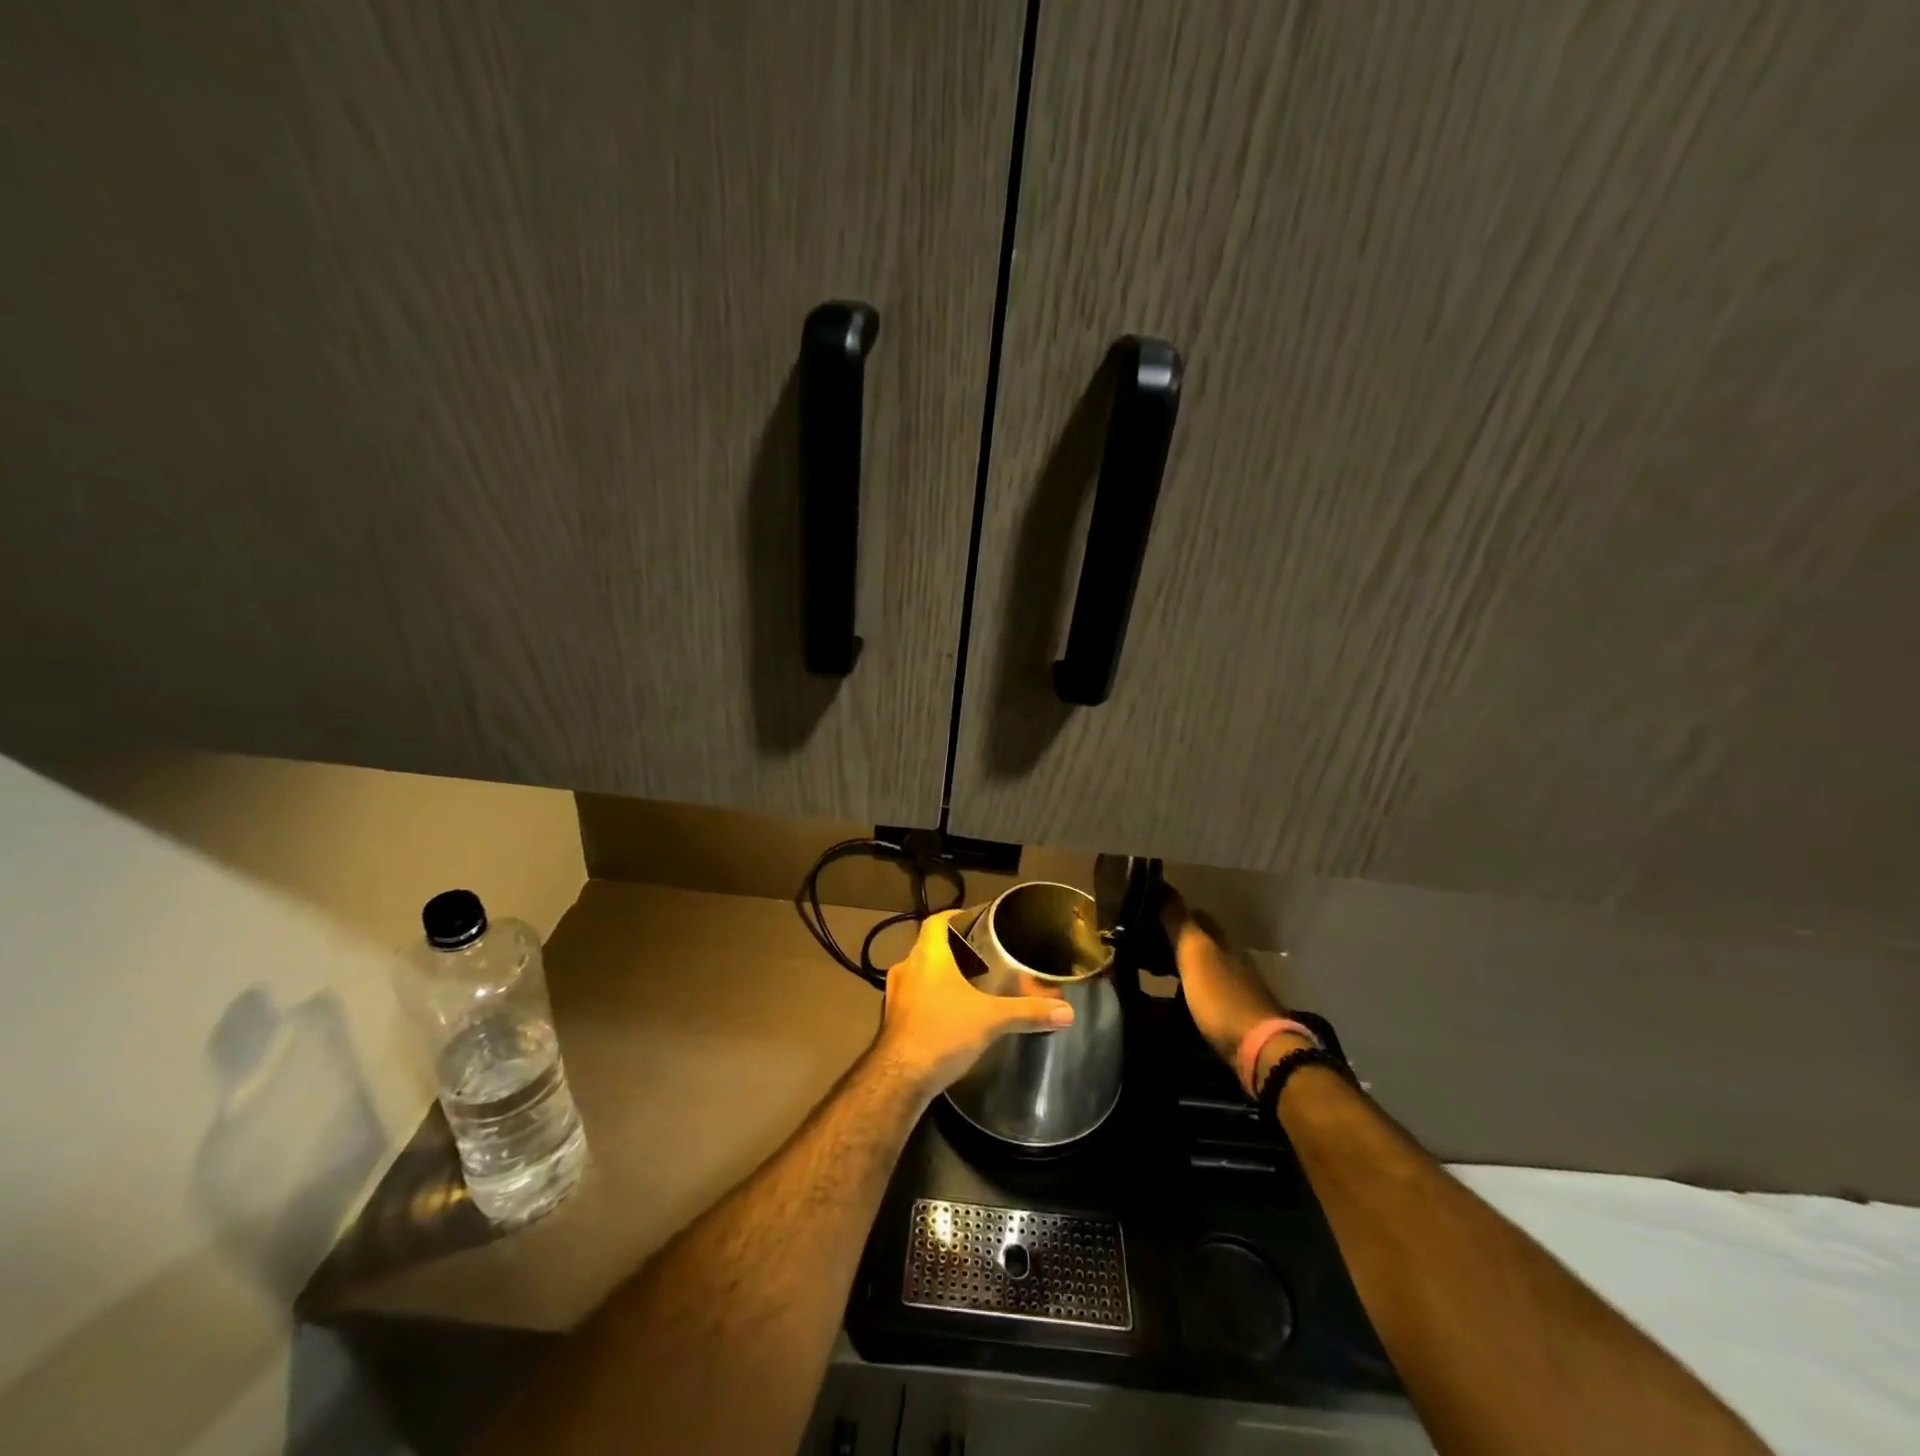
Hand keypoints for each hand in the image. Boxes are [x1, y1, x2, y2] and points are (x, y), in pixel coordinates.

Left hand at [873, 910, 1075, 1094]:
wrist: (899, 1078)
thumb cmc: (943, 1033)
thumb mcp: (991, 1020)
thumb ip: (1028, 1012)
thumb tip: (1067, 1012)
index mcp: (927, 956)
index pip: (936, 921)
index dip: (954, 916)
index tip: (975, 921)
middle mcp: (906, 968)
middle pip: (929, 947)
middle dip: (953, 950)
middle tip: (982, 957)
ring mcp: (895, 994)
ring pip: (920, 973)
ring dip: (940, 976)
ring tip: (970, 985)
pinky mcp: (891, 1019)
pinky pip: (914, 997)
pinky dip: (931, 998)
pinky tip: (951, 1014)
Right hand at [1161, 887, 1297, 1072]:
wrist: (1259, 1049)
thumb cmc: (1221, 997)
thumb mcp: (1195, 955)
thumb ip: (1179, 923)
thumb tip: (1164, 887)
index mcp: (1222, 941)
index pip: (1195, 915)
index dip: (1172, 912)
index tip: (1146, 914)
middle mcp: (1231, 959)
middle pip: (1199, 942)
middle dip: (1173, 940)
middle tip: (1141, 945)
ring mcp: (1235, 987)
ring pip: (1201, 967)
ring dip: (1179, 966)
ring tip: (1150, 973)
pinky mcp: (1233, 1015)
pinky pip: (1203, 993)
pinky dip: (1186, 991)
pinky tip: (1171, 1001)